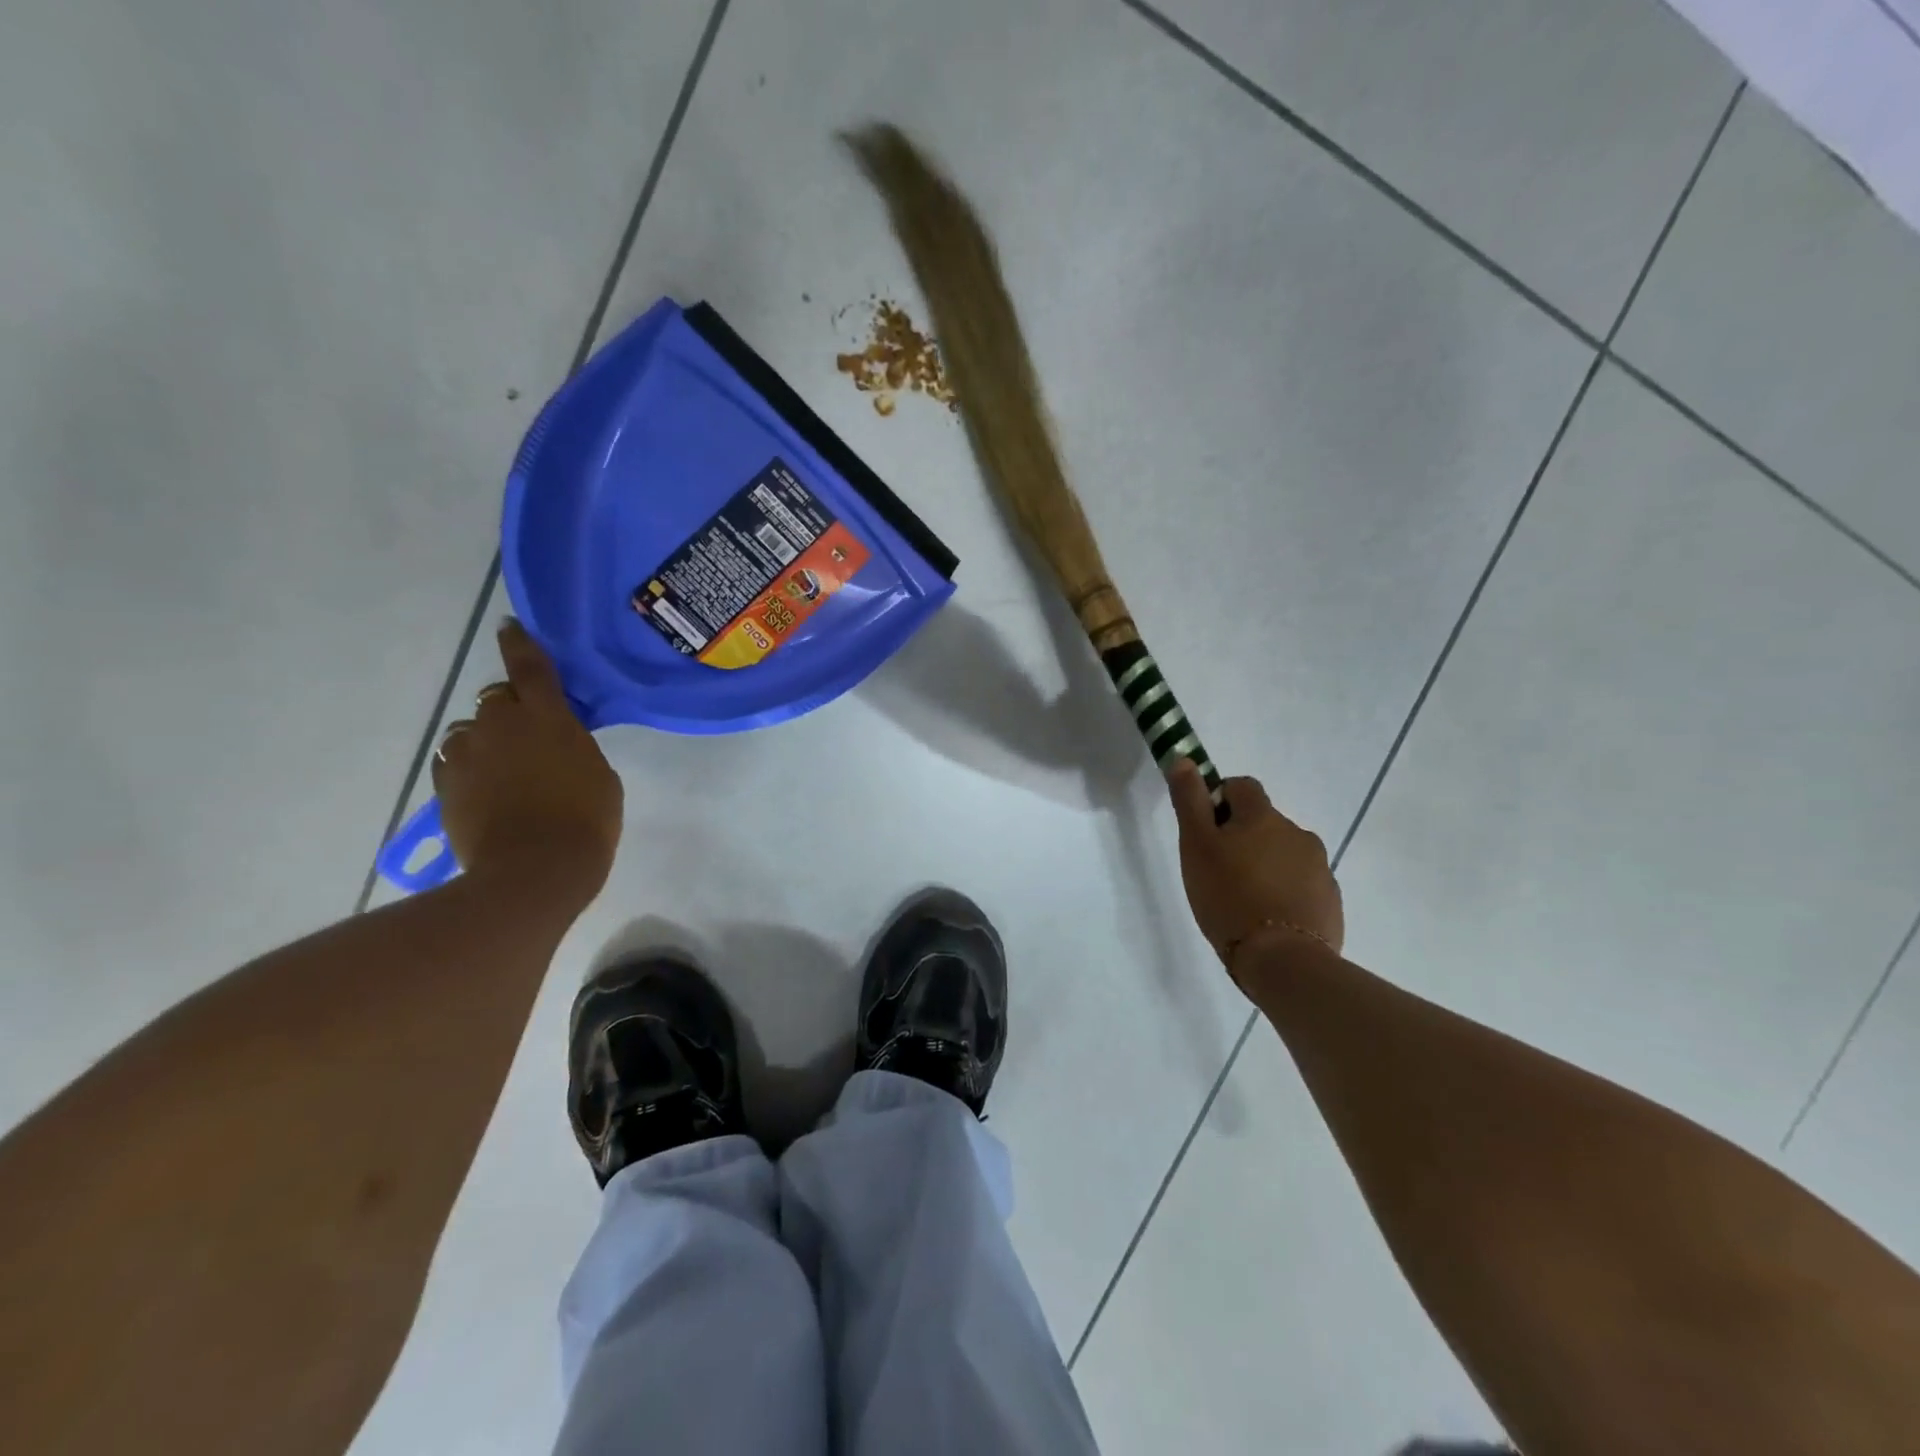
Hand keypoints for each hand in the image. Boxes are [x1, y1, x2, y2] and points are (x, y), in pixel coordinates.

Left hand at [431, 620, 623, 906]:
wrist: (534, 871)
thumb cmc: (585, 820)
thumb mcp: (598, 775)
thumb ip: (573, 747)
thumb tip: (553, 742)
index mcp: (546, 716)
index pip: (531, 668)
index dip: (520, 644)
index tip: (507, 627)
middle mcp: (499, 724)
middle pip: (497, 701)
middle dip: (511, 712)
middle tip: (531, 740)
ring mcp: (466, 754)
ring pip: (471, 733)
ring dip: (487, 742)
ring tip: (505, 773)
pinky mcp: (445, 785)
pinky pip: (454, 762)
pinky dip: (469, 769)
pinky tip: (486, 792)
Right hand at [1168, 762, 1342, 965]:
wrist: (1282, 961)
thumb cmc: (1228, 896)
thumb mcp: (1196, 846)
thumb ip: (1190, 801)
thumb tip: (1184, 760)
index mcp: (1263, 816)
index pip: (1242, 786)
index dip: (1220, 801)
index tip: (1206, 832)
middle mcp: (1298, 833)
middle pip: (1263, 822)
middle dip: (1243, 838)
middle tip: (1218, 872)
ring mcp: (1320, 868)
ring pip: (1283, 854)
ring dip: (1265, 865)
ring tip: (1242, 900)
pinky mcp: (1330, 901)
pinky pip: (1301, 885)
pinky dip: (1284, 892)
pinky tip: (1267, 920)